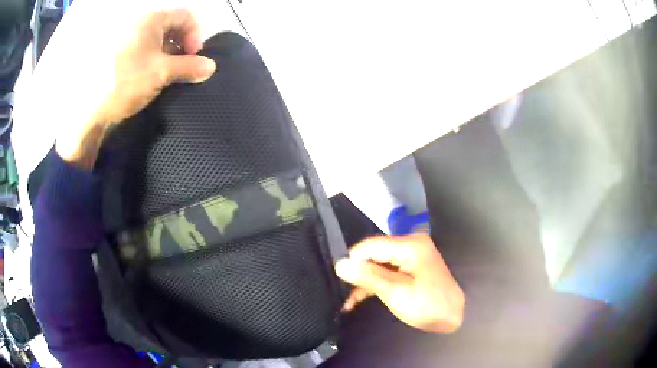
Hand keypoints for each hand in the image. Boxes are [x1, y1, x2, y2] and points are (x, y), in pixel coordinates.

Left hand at [55, 8, 216, 168]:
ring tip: (167, 74)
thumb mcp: (162, 73)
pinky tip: (150, 76)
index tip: (195, 57)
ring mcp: (125, 38)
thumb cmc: (126, 82)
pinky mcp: (117, 54)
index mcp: (150, 19)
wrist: (89, 110)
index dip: (196, 34)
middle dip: (181, 44)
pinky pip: (141, 49)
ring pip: (155, 38)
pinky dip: (152, 59)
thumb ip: (189, 67)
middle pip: (170, 25)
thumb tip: (211, 67)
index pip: (185, 16)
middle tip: (182, 66)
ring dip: (167, 53)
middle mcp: (138, 23)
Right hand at [335, 233, 464, 332]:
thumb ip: (368, 276)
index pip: (371, 245)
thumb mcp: (396, 292)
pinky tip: (358, 298)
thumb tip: (340, 264)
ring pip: (378, 264)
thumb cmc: (427, 305)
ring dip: (364, 281)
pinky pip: (387, 271)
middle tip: (340, 290)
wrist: (453, 317)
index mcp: (410, 245)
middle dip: (357, 272)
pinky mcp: (410, 267)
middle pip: (374, 253)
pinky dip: (374, 284)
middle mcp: (410, 244)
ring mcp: (411, 256)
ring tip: (346, 300)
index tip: (337, 277)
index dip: (352, 259)